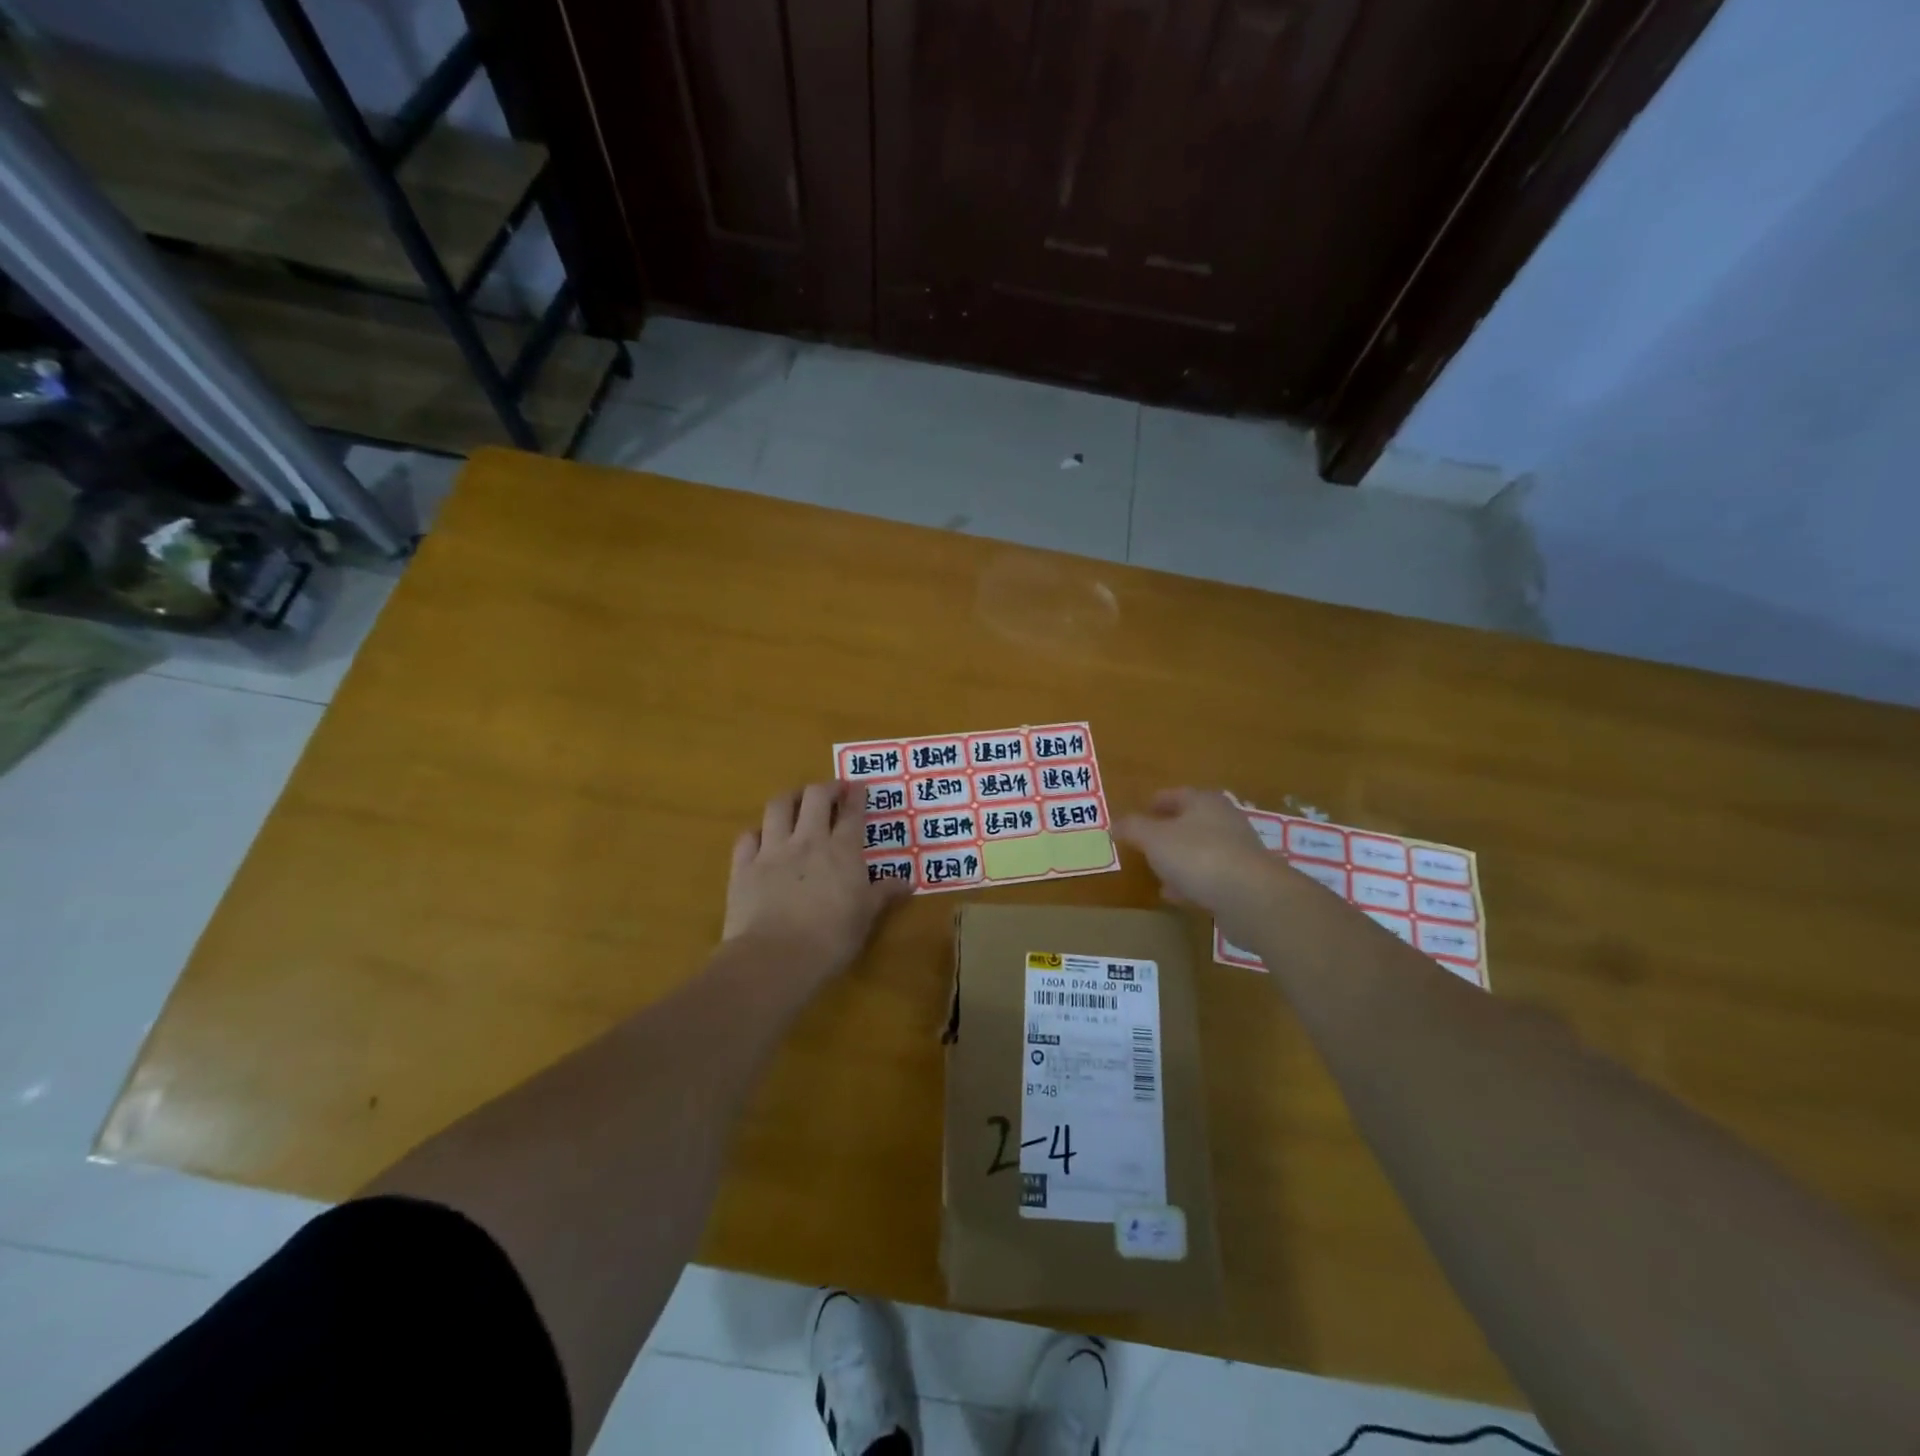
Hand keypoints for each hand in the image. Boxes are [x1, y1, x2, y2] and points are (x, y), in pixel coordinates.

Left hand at [724, 782, 910, 986]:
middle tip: (832, 791)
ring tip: (796, 800)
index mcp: (842, 851)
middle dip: (826, 788)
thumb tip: (908, 881)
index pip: (852, 813)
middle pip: (815, 797)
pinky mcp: (744, 866)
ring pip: (778, 806)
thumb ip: (884, 894)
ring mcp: (772, 850)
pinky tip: (761, 838)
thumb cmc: (830, 939)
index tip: (859, 786)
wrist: (775, 957)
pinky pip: (748, 836)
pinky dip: (756, 832)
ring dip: (790, 798)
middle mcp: (808, 841)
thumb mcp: (865, 917)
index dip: (857, 796)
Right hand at [1115, 788, 1287, 942]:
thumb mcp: (1154, 839)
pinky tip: (1176, 895)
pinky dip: (1191, 882)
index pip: (1176, 794)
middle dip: (1167, 832)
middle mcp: (1224, 821)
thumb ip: (1133, 828)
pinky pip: (1210, 876)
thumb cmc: (1198, 856)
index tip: (1140, 811)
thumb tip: (1116, 822)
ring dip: (1179, 859)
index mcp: (1204, 802)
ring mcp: (1237, 851)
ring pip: (1200, 850)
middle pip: (1191, 822)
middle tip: (1146, 843)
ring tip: (1157, 872)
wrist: (1251, 897)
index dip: (1156, 801)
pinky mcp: (1243, 880)